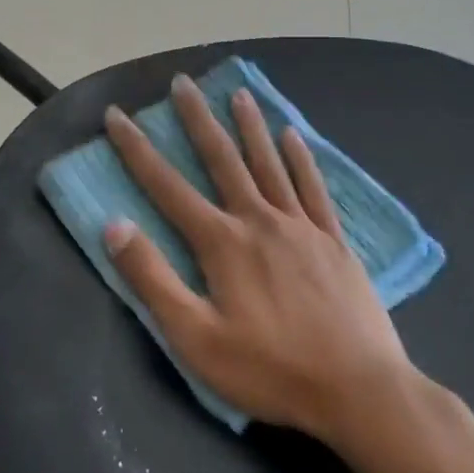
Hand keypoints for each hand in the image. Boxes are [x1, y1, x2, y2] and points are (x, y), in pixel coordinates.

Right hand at [102, 75, 412, 449]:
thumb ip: (153, 279)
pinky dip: (300, 158)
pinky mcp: (333, 241)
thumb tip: (114, 225)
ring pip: (269, 164)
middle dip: (198, 119)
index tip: (118, 115)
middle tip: (183, 82)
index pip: (167, 186)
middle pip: (222, 159)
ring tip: (237, 93)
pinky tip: (293, 135)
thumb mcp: (195, 338)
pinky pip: (313, 188)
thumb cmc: (270, 370)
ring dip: (250, 126)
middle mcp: (259, 220)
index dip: (137, 149)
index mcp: (222, 243)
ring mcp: (301, 227)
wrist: (358, 390)